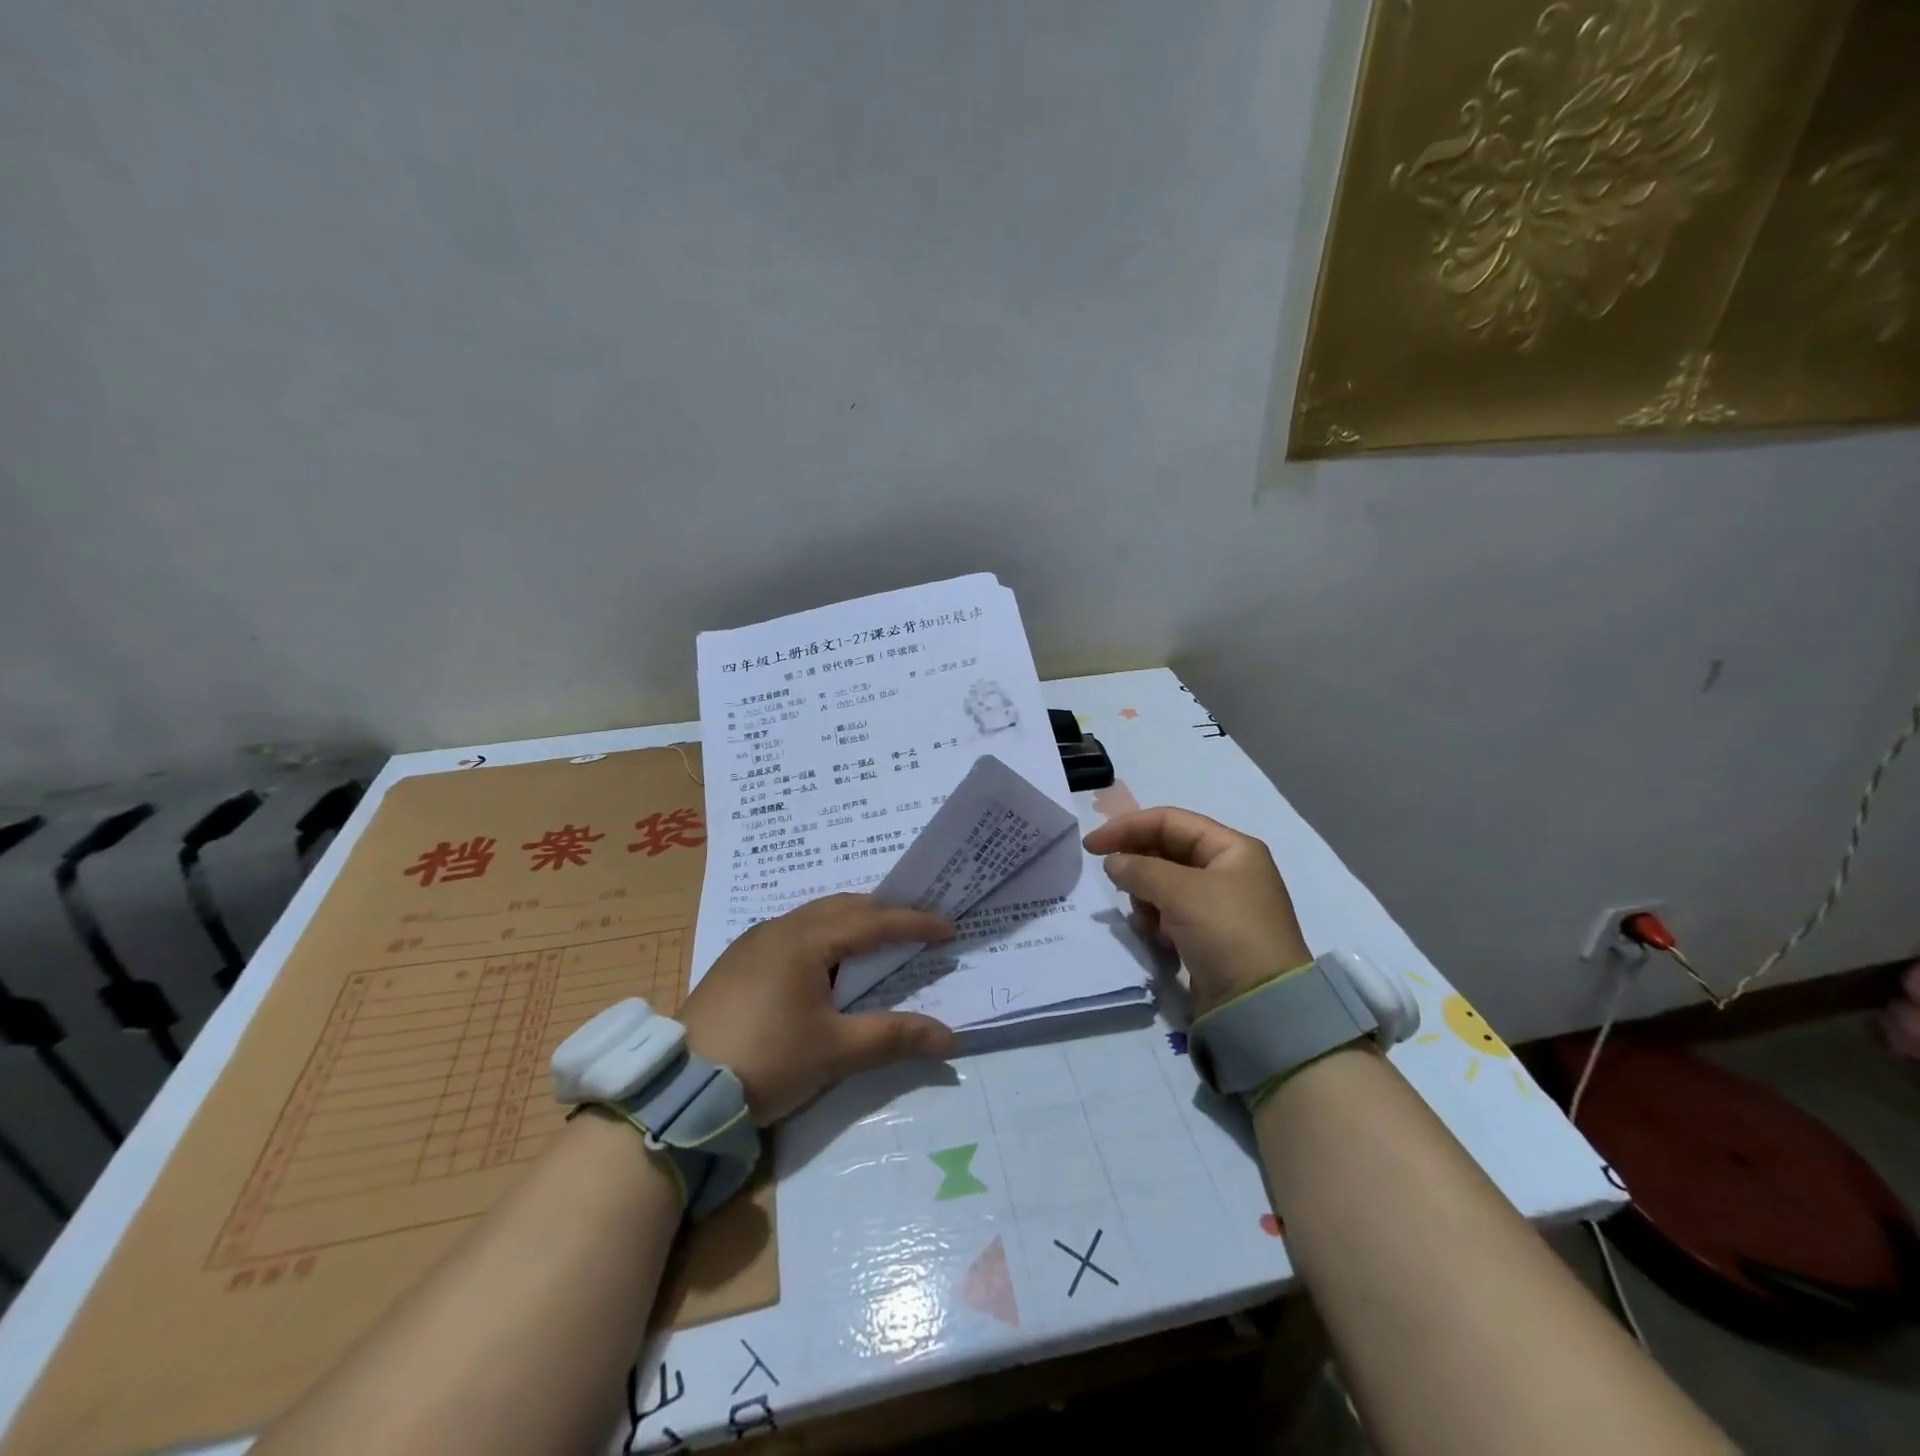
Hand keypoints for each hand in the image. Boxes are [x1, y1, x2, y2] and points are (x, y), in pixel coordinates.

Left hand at [677, 894, 957, 1123]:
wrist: (680, 1089)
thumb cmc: (766, 1060)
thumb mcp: (835, 1051)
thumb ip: (894, 1036)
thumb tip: (949, 1038)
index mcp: (806, 939)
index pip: (873, 922)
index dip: (914, 924)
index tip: (949, 928)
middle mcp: (779, 928)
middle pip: (843, 907)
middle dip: (883, 915)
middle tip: (916, 930)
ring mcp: (753, 942)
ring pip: (815, 917)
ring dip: (851, 924)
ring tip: (877, 945)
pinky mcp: (737, 962)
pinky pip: (793, 933)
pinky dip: (823, 938)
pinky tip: (826, 966)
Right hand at [1082, 807, 1310, 1015]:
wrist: (1260, 1006)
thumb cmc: (1226, 932)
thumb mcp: (1181, 892)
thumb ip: (1140, 869)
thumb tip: (1113, 862)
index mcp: (1232, 848)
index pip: (1170, 821)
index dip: (1128, 827)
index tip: (1092, 845)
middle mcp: (1227, 871)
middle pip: (1166, 852)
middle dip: (1138, 866)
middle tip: (1114, 882)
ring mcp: (1218, 905)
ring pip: (1164, 885)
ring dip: (1145, 897)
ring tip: (1144, 918)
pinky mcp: (1207, 936)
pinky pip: (1169, 915)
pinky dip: (1156, 921)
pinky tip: (1154, 937)